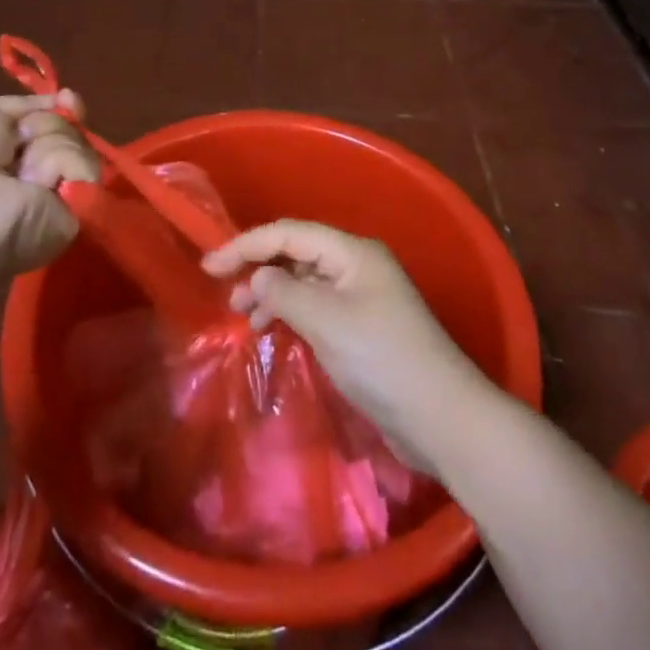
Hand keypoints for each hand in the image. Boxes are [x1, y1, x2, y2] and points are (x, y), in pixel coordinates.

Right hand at [203, 220, 492, 476]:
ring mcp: (361, 298)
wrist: (439, 416)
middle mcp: (356, 266)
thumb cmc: (381, 359)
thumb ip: (286, 293)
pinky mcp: (362, 329)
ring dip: (273, 292)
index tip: (210, 264)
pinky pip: (316, 308)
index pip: (290, 233)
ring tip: (243, 316)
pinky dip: (290, 314)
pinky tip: (272, 330)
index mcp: (353, 252)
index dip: (247, 244)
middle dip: (259, 266)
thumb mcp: (327, 322)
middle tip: (223, 289)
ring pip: (305, 282)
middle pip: (298, 253)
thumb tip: (259, 276)